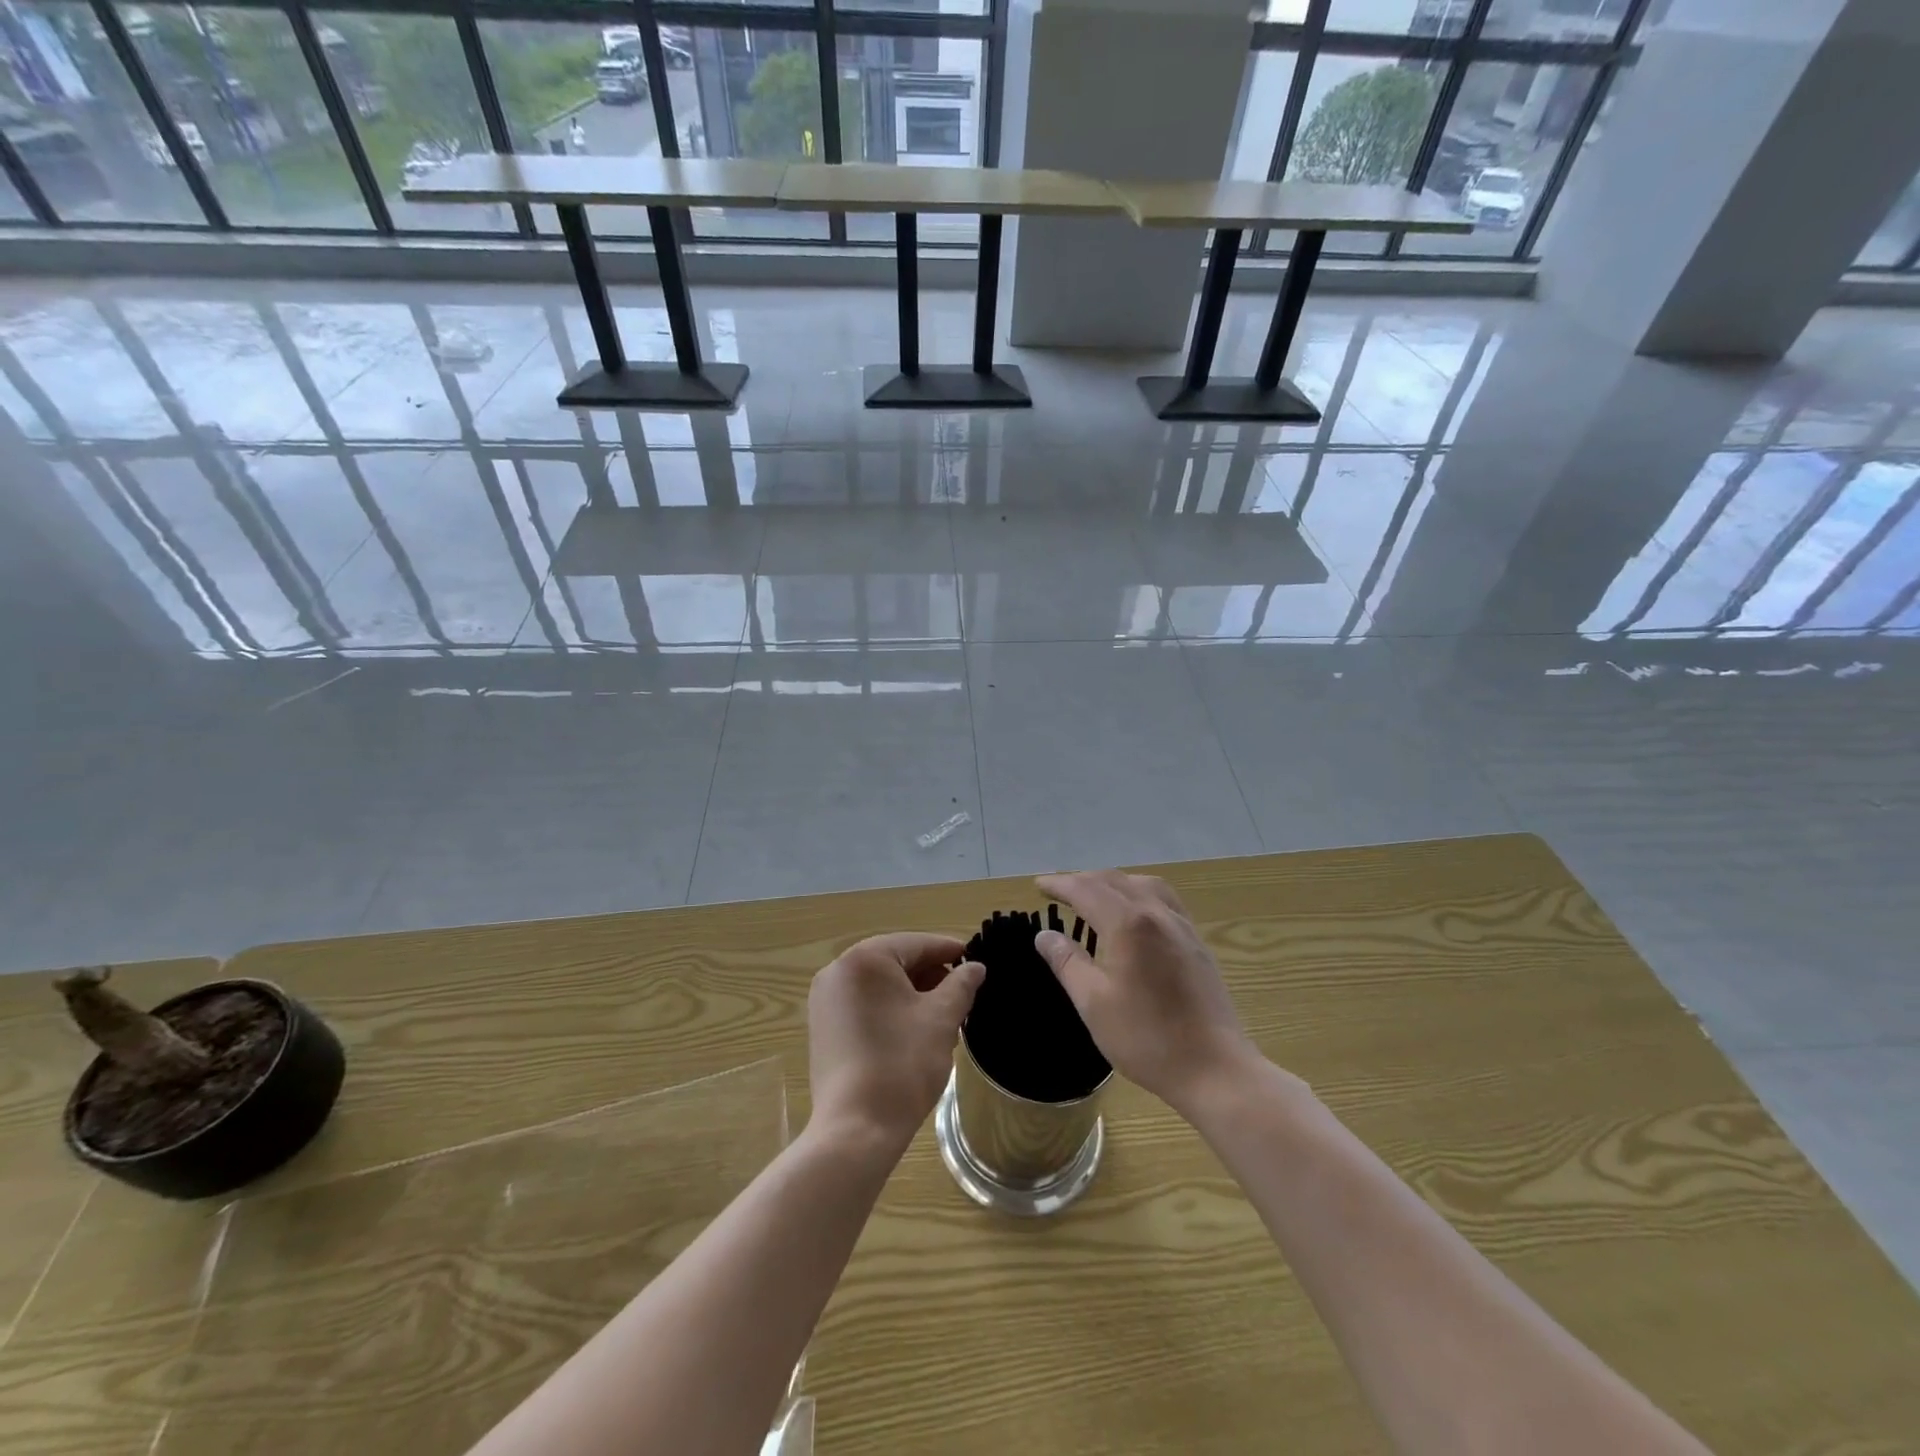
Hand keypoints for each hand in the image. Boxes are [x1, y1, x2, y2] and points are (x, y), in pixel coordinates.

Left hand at [807, 933, 982, 1153]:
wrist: (856, 1129)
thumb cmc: (902, 1064)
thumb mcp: (942, 1019)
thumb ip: (961, 985)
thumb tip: (975, 968)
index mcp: (865, 959)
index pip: (917, 944)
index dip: (951, 951)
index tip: (977, 962)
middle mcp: (838, 970)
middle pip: (896, 961)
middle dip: (932, 976)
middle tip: (964, 995)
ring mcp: (825, 1000)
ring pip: (880, 984)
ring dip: (913, 994)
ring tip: (945, 1016)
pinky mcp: (823, 1027)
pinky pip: (864, 1004)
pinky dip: (890, 1009)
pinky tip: (915, 1030)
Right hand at [1035, 870, 1256, 1113]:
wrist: (1215, 1068)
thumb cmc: (1147, 1038)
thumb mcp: (1093, 1003)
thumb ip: (1067, 963)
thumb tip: (1045, 935)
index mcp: (1129, 924)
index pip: (1087, 891)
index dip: (1061, 885)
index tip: (1038, 884)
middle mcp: (1157, 913)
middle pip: (1115, 881)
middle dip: (1084, 880)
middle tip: (1059, 889)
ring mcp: (1182, 926)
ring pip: (1143, 884)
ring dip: (1113, 882)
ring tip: (1095, 895)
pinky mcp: (1197, 942)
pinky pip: (1164, 899)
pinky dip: (1139, 893)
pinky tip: (1134, 913)